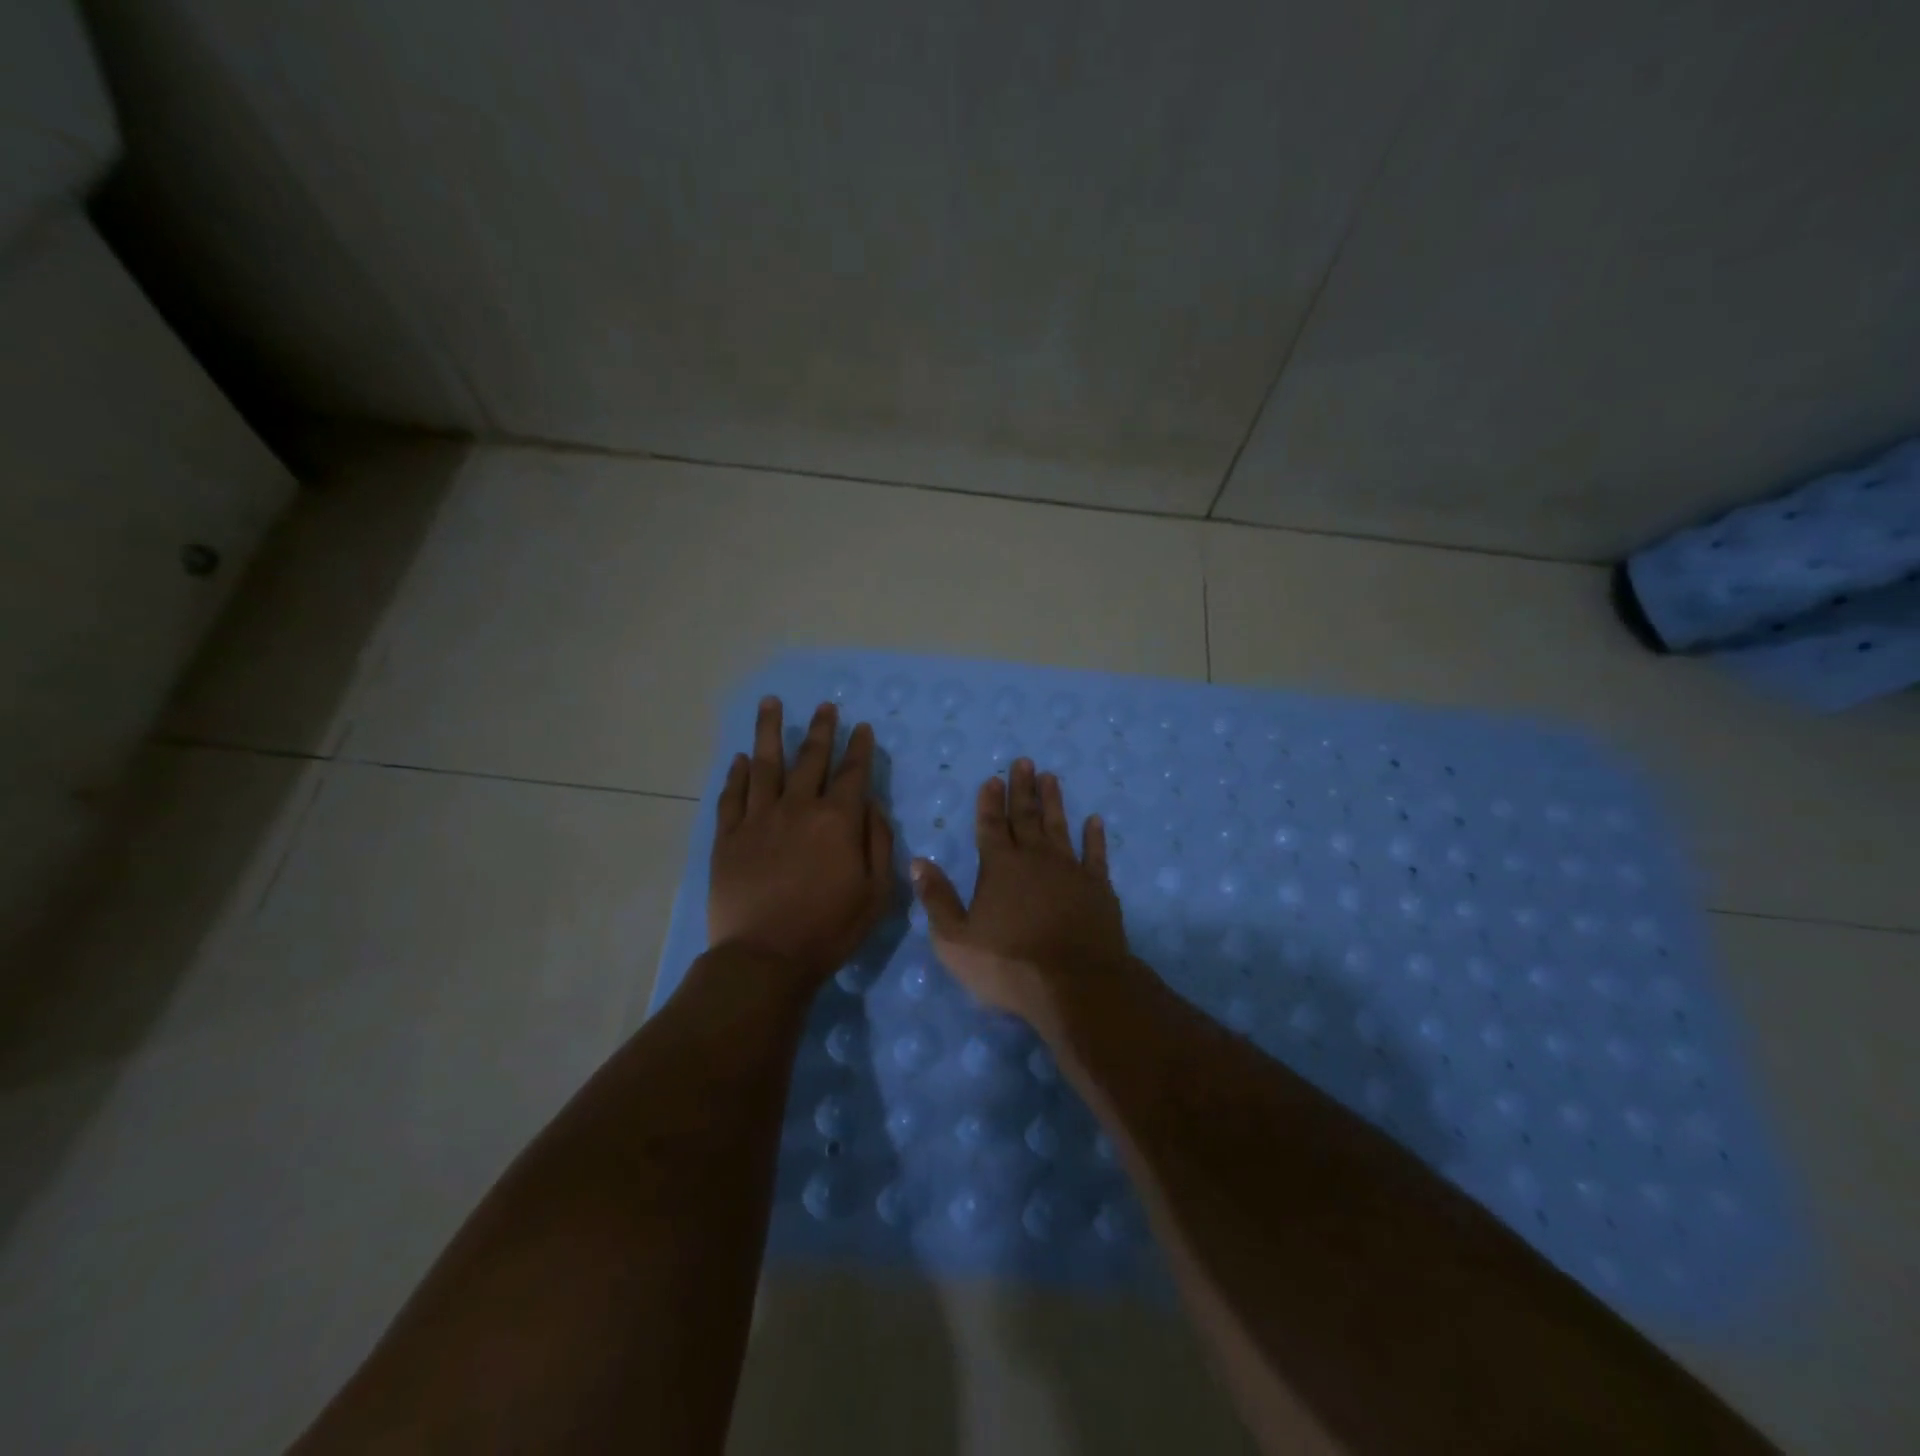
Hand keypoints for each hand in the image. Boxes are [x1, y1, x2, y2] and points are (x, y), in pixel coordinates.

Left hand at [708, 698, 895, 984]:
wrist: (764, 957)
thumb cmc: (829, 929)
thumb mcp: (876, 893)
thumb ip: (878, 843)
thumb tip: (872, 807)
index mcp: (837, 821)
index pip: (852, 773)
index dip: (859, 749)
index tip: (862, 728)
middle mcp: (797, 808)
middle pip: (810, 758)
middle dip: (821, 730)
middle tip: (825, 706)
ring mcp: (759, 819)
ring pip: (765, 764)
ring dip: (769, 732)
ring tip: (771, 703)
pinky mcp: (728, 837)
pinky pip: (733, 796)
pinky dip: (737, 774)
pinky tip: (741, 758)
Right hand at [909, 758, 1128, 1025]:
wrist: (1075, 985)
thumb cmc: (1008, 964)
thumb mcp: (955, 939)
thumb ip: (937, 898)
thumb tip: (919, 861)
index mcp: (999, 867)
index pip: (991, 825)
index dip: (990, 802)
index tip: (992, 778)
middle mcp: (1035, 858)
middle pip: (1026, 816)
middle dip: (1022, 789)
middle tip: (1024, 762)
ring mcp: (1070, 870)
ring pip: (1059, 826)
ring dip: (1053, 801)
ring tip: (1051, 777)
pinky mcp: (1098, 887)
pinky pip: (1095, 854)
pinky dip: (1094, 836)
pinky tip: (1094, 820)